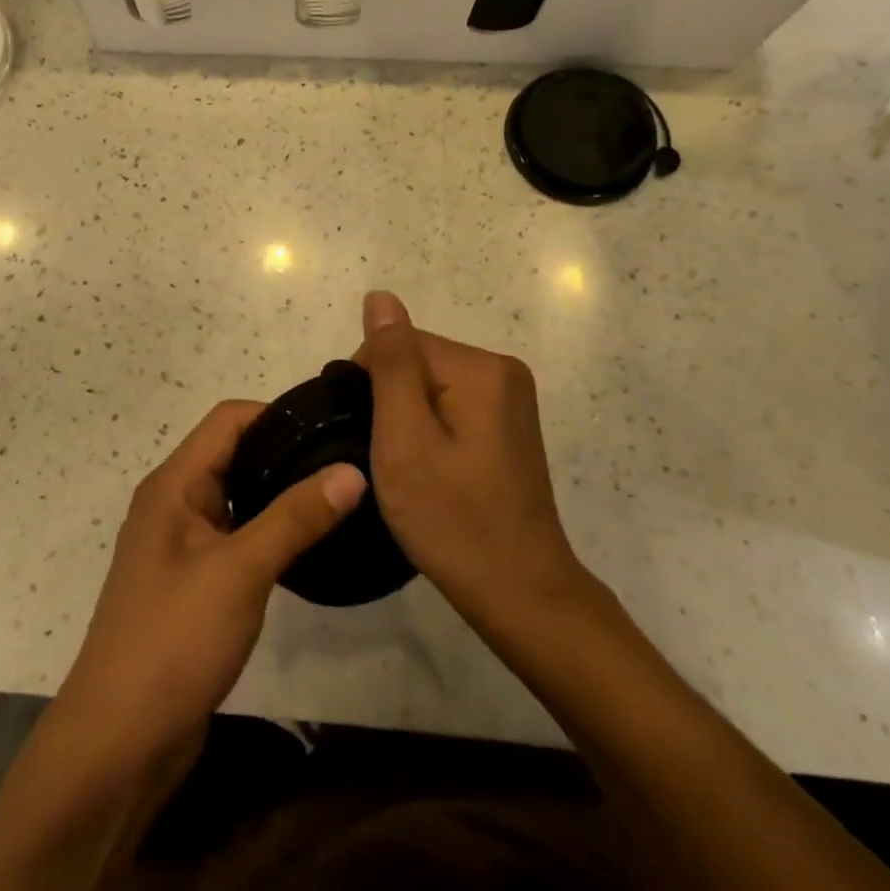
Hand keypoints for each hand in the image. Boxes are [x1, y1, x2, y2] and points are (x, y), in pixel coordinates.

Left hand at [52, 400, 366, 771]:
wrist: (119, 742)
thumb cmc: (174, 640)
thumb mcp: (240, 571)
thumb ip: (295, 517)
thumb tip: (351, 470)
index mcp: (173, 484)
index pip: (227, 420)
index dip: (276, 413)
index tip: (329, 424)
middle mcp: (173, 503)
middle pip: (231, 454)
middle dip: (283, 451)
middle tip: (344, 460)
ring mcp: (180, 545)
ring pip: (235, 497)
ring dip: (277, 492)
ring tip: (335, 496)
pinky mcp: (191, 582)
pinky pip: (234, 536)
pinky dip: (266, 530)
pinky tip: (304, 545)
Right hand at [355, 291, 584, 625]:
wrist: (520, 594)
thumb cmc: (453, 519)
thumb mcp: (406, 439)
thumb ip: (392, 363)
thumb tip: (380, 296)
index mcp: (481, 368)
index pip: (400, 344)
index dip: (371, 386)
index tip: (369, 437)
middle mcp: (503, 371)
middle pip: (418, 362)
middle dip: (392, 403)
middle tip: (391, 461)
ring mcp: (511, 400)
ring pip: (431, 387)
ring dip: (409, 421)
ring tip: (411, 471)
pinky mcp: (509, 427)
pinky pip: (452, 407)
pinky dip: (431, 432)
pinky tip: (433, 472)